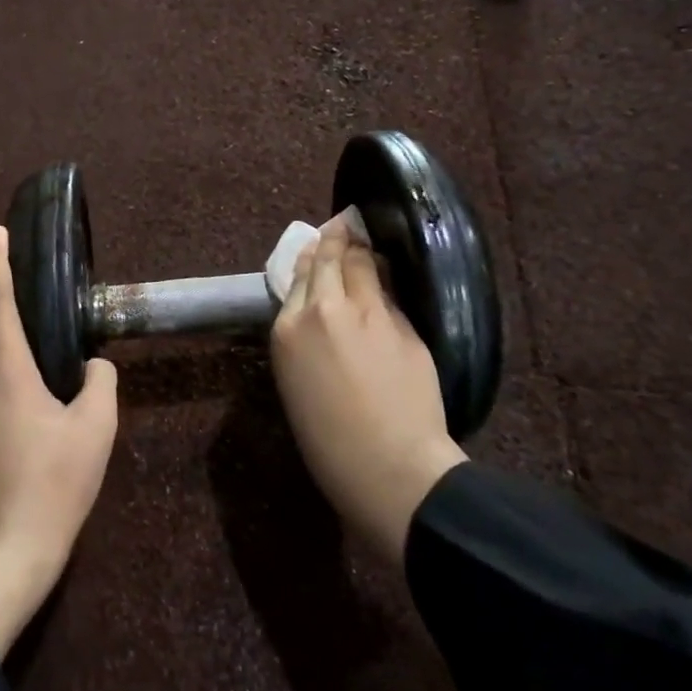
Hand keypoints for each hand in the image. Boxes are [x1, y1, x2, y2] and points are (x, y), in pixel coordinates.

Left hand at [0, 226, 118, 658]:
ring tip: (53, 393)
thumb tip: (95, 366)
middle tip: (55, 337)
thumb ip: (101, 384)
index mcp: (5, 372)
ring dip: (16, 369)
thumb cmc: (55, 485)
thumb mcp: (96, 430)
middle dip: (18, 328)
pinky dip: (8, 398)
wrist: (6, 555)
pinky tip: (35, 429)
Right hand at [270, 215, 466, 561]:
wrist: (388, 466)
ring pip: (363, 264)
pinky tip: (386, 273)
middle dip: (336, 238)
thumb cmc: (329, 441)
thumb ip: (302, 339)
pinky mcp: (403, 324)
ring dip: (362, 249)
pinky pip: (390, 291)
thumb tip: (317, 315)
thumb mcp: (295, 383)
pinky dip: (384, 278)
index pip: (299, 276)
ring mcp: (368, 313)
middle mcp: (323, 310)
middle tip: (343, 225)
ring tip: (363, 239)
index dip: (312, 256)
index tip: (318, 244)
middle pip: (331, 259)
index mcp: (288, 329)